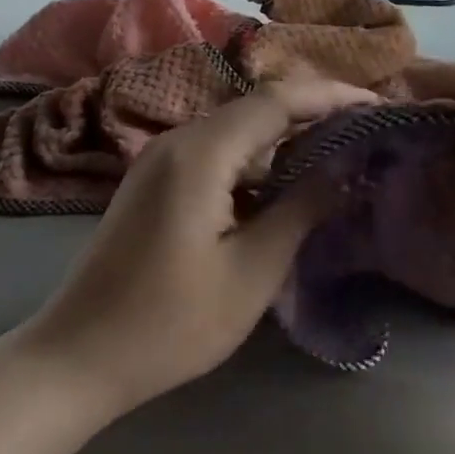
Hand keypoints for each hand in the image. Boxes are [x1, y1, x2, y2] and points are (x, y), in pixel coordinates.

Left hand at [21, 78, 377, 414]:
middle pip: (257, 108)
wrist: (76, 357)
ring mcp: (160, 160)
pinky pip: (215, 153)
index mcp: (201, 153)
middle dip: (313, 114)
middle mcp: (177, 140)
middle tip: (364, 132)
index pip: (278, 101)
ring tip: (335, 156)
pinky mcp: (154, 182)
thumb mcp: (252, 271)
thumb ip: (302, 209)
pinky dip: (255, 161)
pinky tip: (281, 186)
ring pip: (236, 131)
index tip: (378, 106)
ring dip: (284, 139)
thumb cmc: (171, 323)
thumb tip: (347, 169)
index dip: (331, 97)